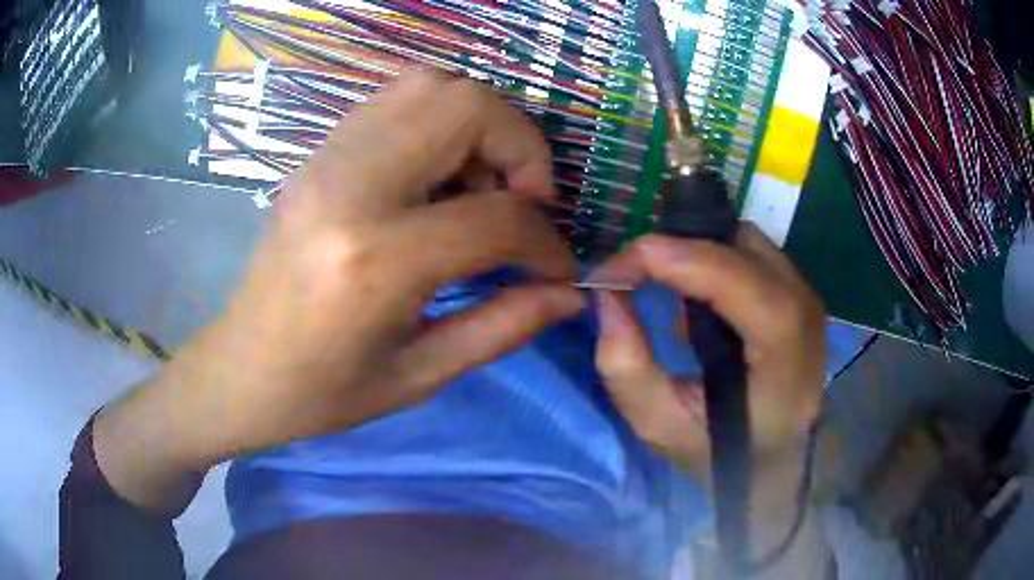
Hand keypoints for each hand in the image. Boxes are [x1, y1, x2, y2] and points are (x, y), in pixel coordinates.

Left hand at [93, 71, 584, 512]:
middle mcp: (349, 188)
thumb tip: (570, 294)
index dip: (545, 242)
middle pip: (465, 106)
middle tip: (524, 203)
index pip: (496, 217)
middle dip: (521, 147)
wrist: (239, 371)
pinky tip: (439, 177)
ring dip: (479, 125)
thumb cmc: (322, 393)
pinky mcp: (315, 155)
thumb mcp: (419, 376)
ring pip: (430, 85)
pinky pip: (395, 100)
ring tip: (483, 186)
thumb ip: (504, 326)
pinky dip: (438, 121)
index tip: (556, 268)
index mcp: (374, 260)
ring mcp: (325, 159)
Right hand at [590, 224, 825, 475]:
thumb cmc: (725, 451)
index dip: (661, 256)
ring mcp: (807, 294)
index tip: (610, 274)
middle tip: (634, 282)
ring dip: (697, 257)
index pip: (725, 271)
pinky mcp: (801, 292)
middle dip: (674, 253)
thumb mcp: (660, 425)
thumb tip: (606, 296)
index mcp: (780, 345)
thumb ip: (625, 366)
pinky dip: (717, 263)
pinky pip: (751, 253)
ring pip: (742, 240)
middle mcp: (802, 306)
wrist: (782, 459)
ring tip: (673, 300)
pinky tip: (704, 305)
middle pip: (733, 245)